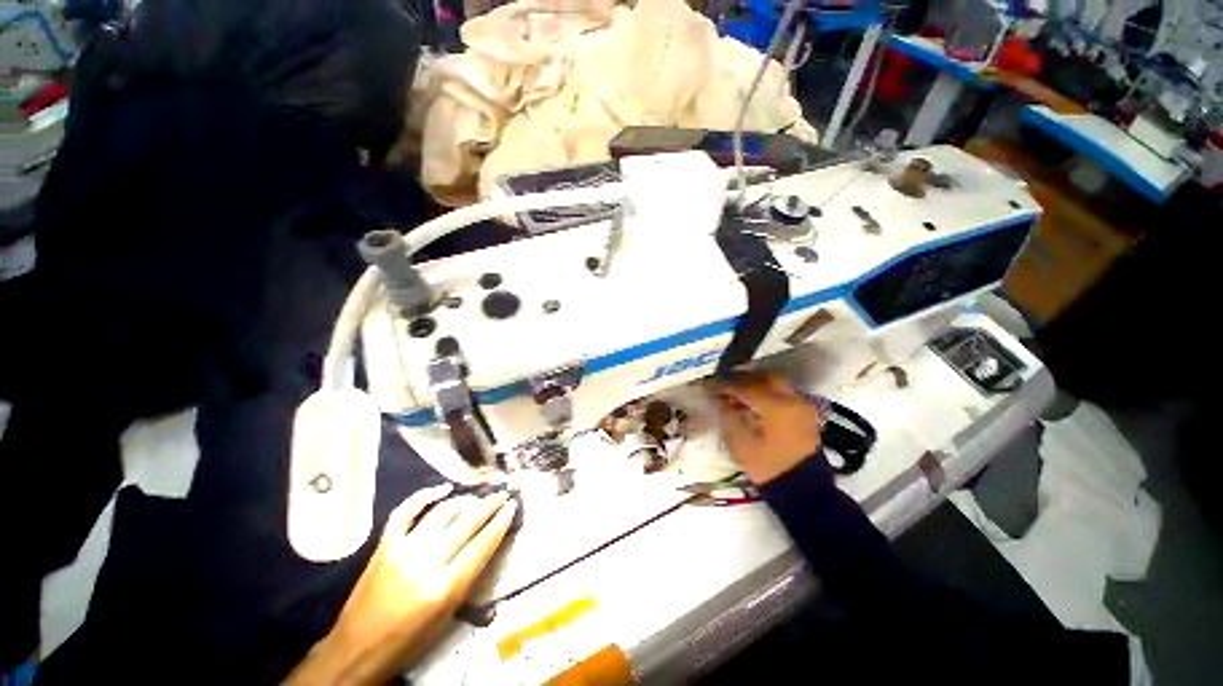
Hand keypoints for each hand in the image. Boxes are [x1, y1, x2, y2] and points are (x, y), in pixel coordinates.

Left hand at [286, 485, 516, 685]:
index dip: (501, 522)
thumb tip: (485, 542)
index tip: (512, 506)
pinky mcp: (385, 545)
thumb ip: (468, 577)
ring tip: (479, 495)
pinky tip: (443, 489)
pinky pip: (406, 512)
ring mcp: (403, 550)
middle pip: (467, 523)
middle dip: (490, 504)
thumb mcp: (448, 616)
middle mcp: (426, 564)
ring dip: (465, 500)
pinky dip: (425, 496)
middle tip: (503, 493)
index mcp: (445, 588)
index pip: (482, 545)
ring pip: (442, 513)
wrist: (356, 650)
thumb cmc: (409, 641)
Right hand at [711, 372, 821, 484]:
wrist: (803, 491)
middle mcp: (792, 400)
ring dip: (757, 385)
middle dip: (744, 379)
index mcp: (776, 407)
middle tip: (726, 385)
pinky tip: (755, 403)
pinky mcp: (806, 415)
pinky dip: (769, 393)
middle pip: (765, 378)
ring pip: (777, 384)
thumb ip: (728, 415)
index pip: (745, 387)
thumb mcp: (740, 443)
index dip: (725, 385)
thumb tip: (719, 399)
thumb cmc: (767, 467)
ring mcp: (803, 407)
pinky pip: (785, 394)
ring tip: (738, 393)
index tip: (710, 386)